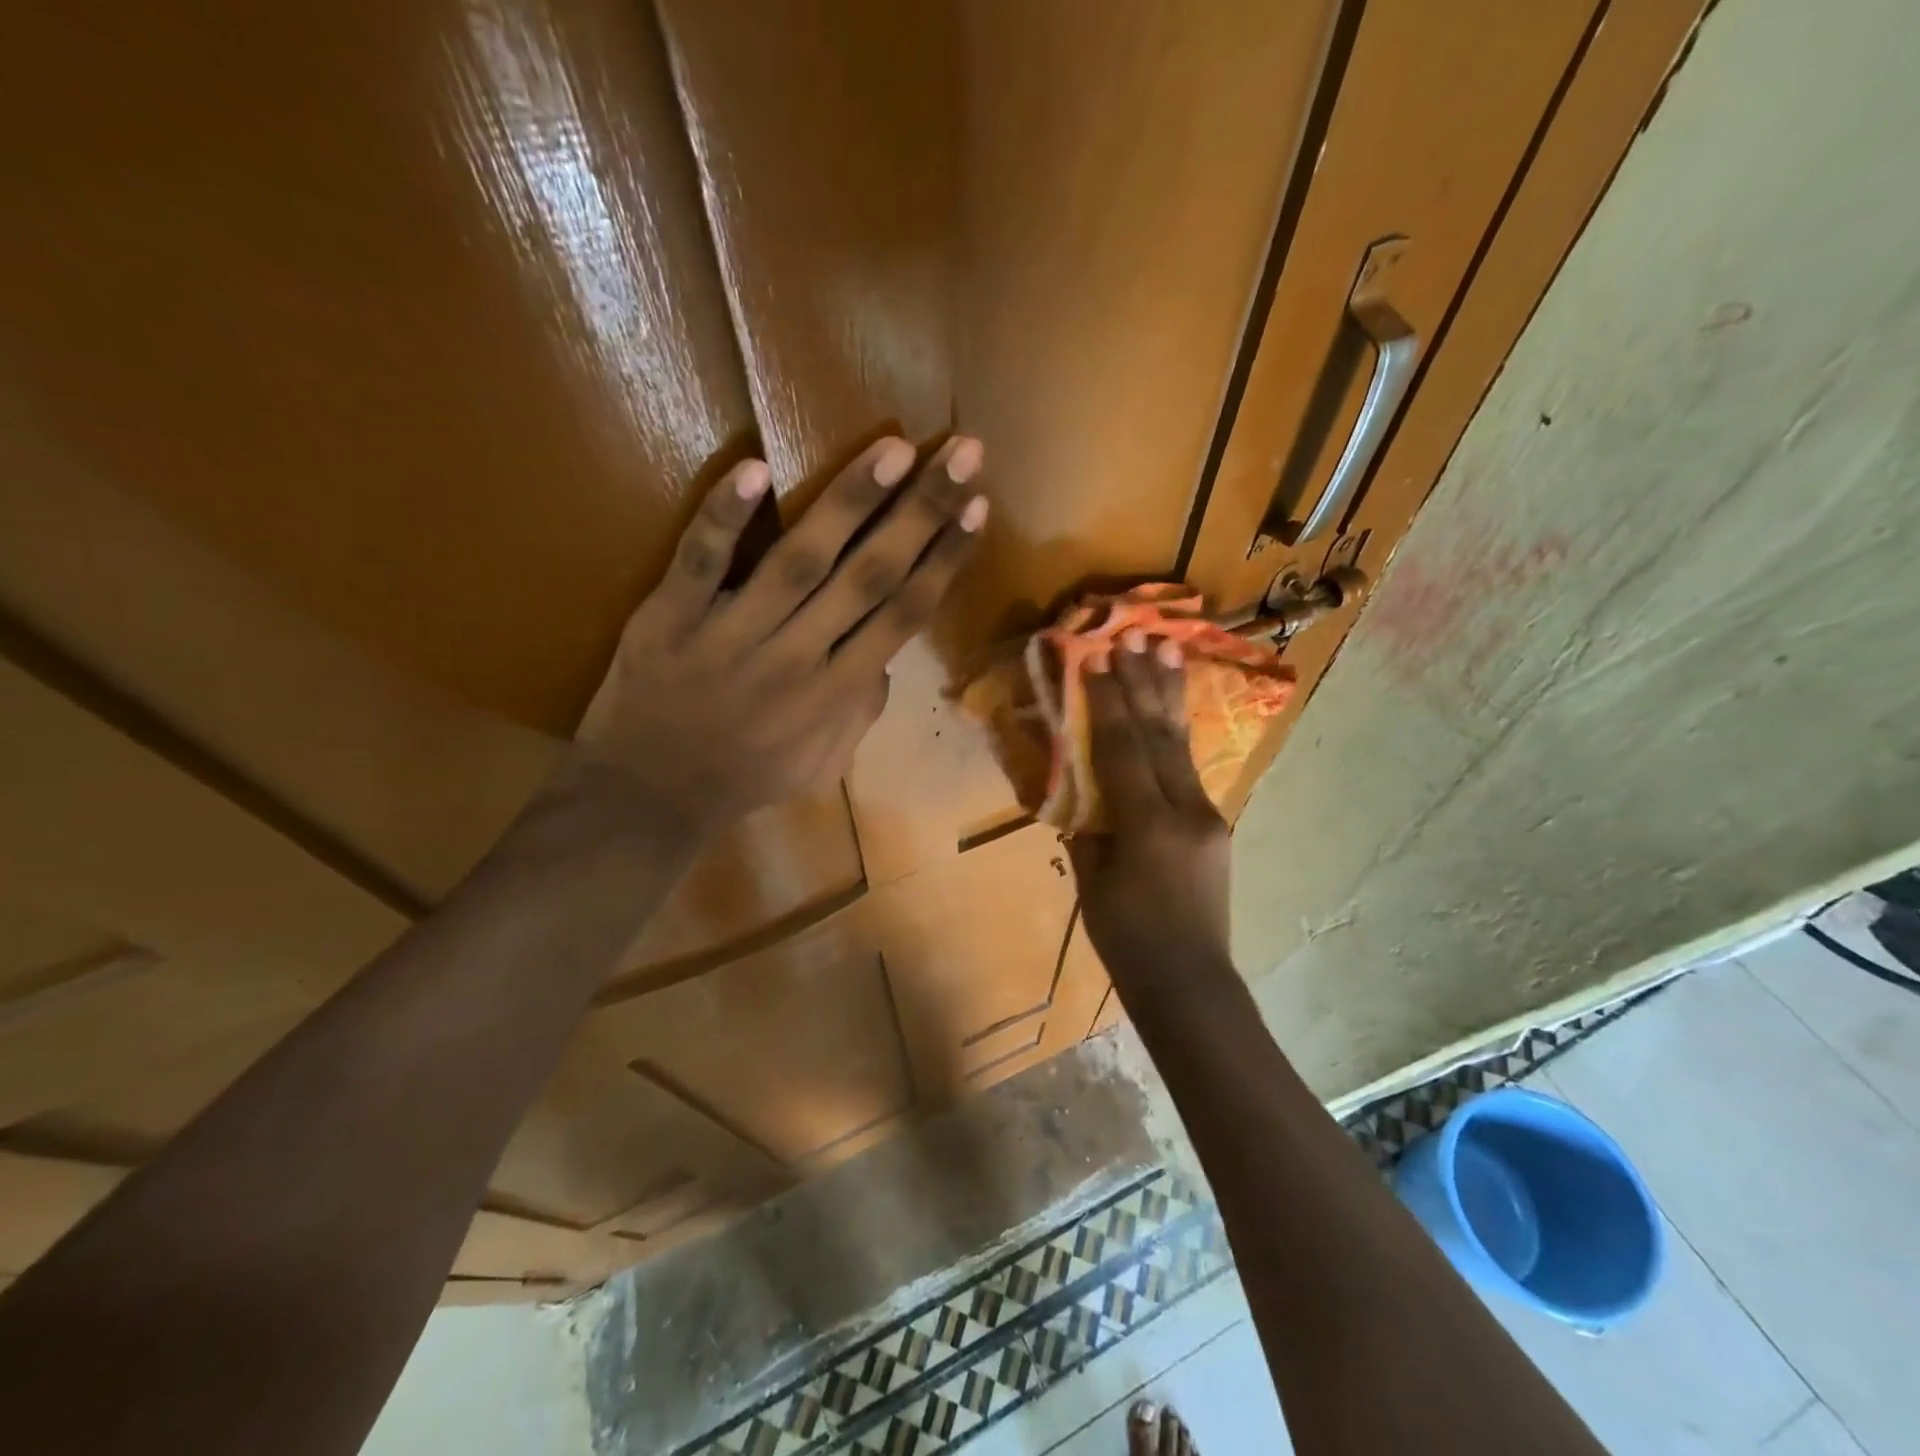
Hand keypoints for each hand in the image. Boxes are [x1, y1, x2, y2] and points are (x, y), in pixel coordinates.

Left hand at [569, 435, 987, 838]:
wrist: (649, 798)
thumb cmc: (745, 779)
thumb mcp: (822, 763)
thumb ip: (861, 711)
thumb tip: (886, 656)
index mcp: (836, 693)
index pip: (904, 614)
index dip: (943, 558)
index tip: (977, 507)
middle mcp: (797, 658)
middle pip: (869, 577)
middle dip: (921, 513)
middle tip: (962, 453)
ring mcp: (731, 636)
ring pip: (800, 560)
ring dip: (850, 503)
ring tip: (895, 449)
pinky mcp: (669, 620)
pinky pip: (700, 564)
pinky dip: (725, 518)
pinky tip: (755, 467)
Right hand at [1067, 632, 1232, 982]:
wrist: (1191, 983)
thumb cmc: (1128, 941)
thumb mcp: (1092, 883)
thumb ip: (1087, 829)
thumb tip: (1082, 787)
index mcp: (1147, 825)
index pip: (1123, 748)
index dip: (1108, 701)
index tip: (1096, 657)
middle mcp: (1185, 810)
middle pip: (1159, 735)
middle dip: (1144, 682)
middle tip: (1136, 636)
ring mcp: (1209, 816)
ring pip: (1182, 746)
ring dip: (1169, 696)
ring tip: (1167, 648)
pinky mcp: (1216, 825)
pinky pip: (1190, 770)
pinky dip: (1175, 735)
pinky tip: (1170, 710)